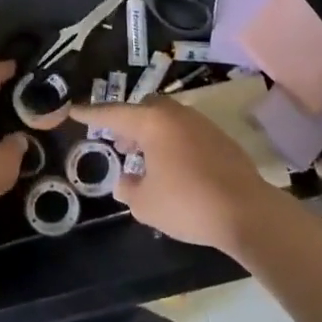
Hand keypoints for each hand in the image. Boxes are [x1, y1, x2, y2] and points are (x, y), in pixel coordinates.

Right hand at [69, 96, 277, 252]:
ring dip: (150, 134)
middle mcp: (176, 115)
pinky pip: (185, 132)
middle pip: (143, 109)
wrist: (248, 212)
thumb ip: (128, 188)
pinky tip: (171, 167)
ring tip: (142, 158)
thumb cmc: (188, 203)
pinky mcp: (220, 139)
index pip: (113, 114)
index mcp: (152, 123)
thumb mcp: (145, 203)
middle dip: (126, 123)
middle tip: (117, 144)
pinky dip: (171, 142)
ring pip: (166, 119)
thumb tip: (125, 180)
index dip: (91, 114)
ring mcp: (201, 124)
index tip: (73, 110)